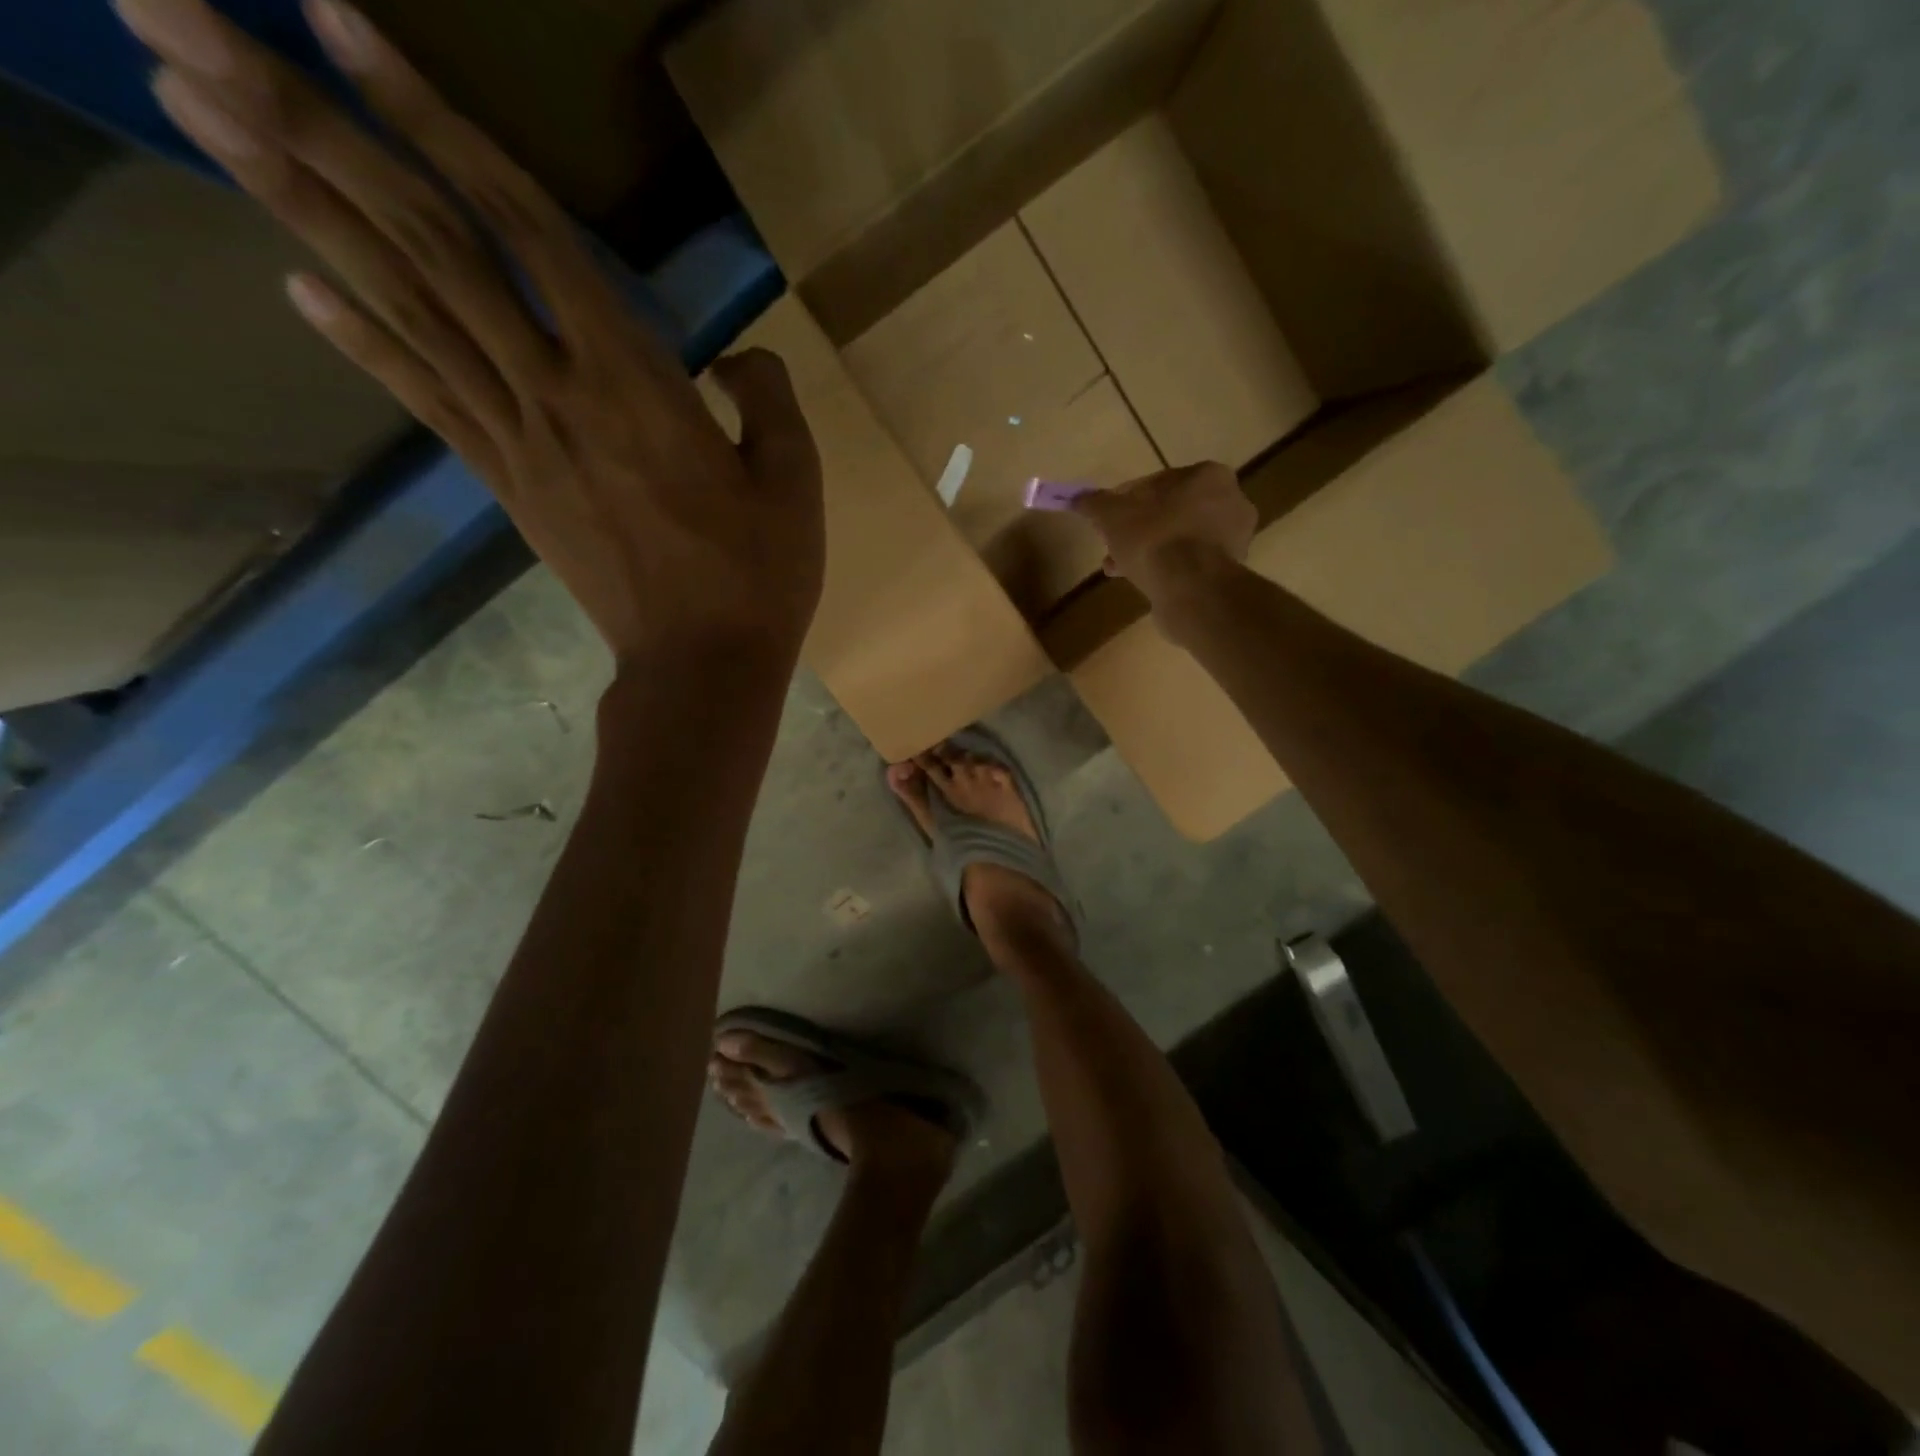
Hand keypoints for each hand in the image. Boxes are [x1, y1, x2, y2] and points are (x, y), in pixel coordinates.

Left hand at [115, 0, 824, 668]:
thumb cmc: (760, 576)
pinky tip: (296, 285)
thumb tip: (738, 358)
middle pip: (429, 249)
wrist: (701, 667)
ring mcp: (520, 443)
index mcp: (636, 381)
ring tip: (194, 108)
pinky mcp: (510, 488)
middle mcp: (556, 393)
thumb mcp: (794, 481)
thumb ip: (769, 399)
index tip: (341, 23)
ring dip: (300, 211)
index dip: (439, 124)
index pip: (526, 231)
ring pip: (408, 314)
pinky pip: (431, 404)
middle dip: (313, 129)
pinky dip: (363, 343)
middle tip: (175, 17)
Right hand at [1071, 463, 1255, 604]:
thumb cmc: (1154, 538)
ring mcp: (1235, 539)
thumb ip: (1095, 503)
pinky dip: (1167, 570)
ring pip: (1179, 540)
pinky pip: (1190, 564)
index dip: (1126, 500)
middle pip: (1170, 513)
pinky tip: (1143, 582)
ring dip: (1148, 552)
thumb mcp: (1112, 516)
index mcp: (1208, 476)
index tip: (1107, 519)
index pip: (1158, 482)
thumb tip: (1078, 498)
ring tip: (1119, 569)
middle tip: (1112, 547)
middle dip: (1138, 530)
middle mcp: (1231, 501)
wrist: (1191, 589)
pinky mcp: (1230, 571)